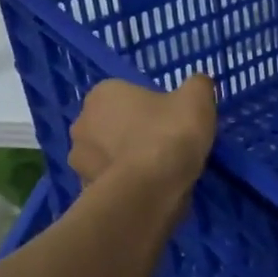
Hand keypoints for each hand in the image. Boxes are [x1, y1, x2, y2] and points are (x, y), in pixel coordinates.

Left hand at [68, 75, 216, 192]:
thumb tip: (198, 85)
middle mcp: (82, 122)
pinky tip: (149, 191)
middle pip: (114, 124)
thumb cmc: (170, 134)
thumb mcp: (197, 98)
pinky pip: (110, 182)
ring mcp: (79, 160)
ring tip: (159, 174)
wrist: (150, 192)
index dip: (152, 107)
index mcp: (103, 93)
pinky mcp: (84, 190)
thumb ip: (198, 85)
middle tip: (166, 146)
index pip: (128, 95)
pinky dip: (125, 185)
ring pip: (109, 155)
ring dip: (127, 160)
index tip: (171, 122)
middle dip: (134, 133)